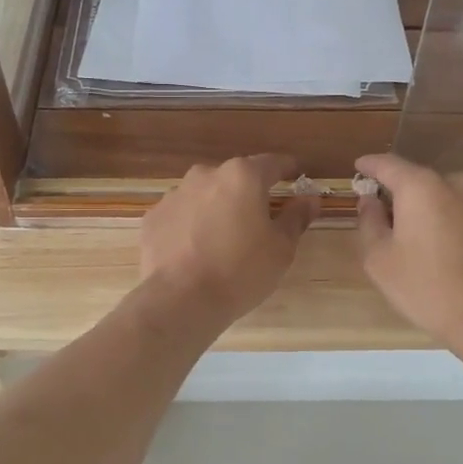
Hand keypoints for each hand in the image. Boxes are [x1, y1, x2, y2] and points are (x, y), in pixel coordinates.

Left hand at [139, 155, 318, 327]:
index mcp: (242, 176)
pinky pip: (181, 215)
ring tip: (223, 240)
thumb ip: (296, 218)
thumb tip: (309, 198)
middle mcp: (206, 175)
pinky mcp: (153, 217)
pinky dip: (190, 226)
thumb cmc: (241, 271)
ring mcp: (174, 194)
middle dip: (248, 193)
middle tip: (258, 220)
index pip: (272, 163)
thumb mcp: (281, 248)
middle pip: (235, 178)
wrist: (179, 299)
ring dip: (216, 209)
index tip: (295, 176)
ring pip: (204, 195)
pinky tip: (194, 251)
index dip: (287, 169)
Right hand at [353, 153, 462, 346]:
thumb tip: (370, 200)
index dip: (370, 165)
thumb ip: (369, 221)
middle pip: (423, 182)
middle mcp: (458, 183)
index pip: (388, 164)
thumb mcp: (379, 259)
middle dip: (408, 198)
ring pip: (454, 198)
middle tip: (398, 226)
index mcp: (421, 187)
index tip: (360, 169)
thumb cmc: (425, 288)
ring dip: (440, 211)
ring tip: (436, 245)